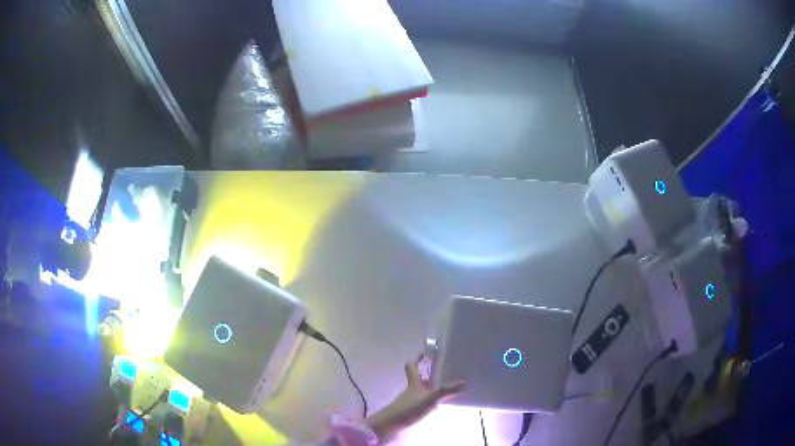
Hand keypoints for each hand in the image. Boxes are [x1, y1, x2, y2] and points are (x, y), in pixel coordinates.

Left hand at [366, 355, 464, 441]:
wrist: (390, 425)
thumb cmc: (409, 408)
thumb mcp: (430, 398)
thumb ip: (446, 390)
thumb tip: (464, 381)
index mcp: (414, 382)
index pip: (413, 366)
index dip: (418, 359)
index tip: (426, 353)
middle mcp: (411, 390)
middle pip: (420, 379)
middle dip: (431, 376)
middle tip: (446, 374)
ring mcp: (410, 401)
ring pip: (422, 391)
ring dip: (432, 390)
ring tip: (448, 390)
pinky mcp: (410, 412)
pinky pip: (423, 403)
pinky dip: (431, 403)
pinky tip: (439, 407)